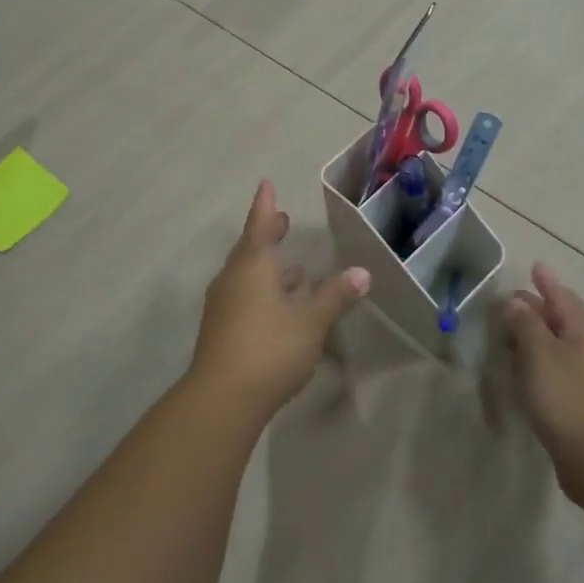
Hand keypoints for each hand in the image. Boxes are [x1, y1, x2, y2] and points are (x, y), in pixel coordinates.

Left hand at [188, 181, 370, 415]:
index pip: (259, 226)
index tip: (266, 185)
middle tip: (281, 221)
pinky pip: (244, 297)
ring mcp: (223, 306)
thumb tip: (361, 273)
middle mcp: (233, 279)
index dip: (265, 206)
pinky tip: (280, 306)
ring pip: (247, 276)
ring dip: (268, 268)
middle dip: (267, 235)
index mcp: (252, 267)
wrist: (222, 398)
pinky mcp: (221, 330)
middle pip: (250, 249)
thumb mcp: (311, 322)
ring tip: (292, 268)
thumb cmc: (270, 348)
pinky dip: (263, 292)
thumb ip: (335, 296)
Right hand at [503, 263, 583, 491]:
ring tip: (513, 334)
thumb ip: (525, 324)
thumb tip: (515, 302)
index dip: (547, 283)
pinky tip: (526, 373)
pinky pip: (559, 371)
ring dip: (538, 337)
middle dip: (539, 308)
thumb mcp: (539, 354)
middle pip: (563, 320)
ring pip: (560, 347)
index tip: (535, 267)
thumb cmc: (568, 398)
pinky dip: (540, 362)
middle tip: (512, 301)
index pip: (563, 298)